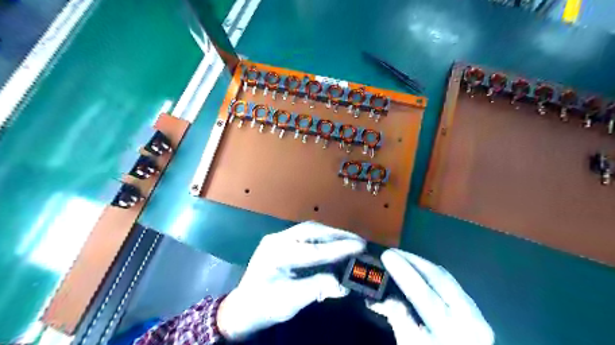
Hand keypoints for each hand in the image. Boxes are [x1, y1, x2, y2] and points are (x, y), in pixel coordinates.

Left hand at [215, 223, 363, 339]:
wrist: (242, 308)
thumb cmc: (264, 306)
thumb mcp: (291, 301)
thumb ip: (318, 288)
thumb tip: (344, 284)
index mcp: (276, 253)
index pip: (314, 249)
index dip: (339, 248)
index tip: (361, 247)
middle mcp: (278, 239)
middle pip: (312, 231)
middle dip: (338, 235)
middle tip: (360, 242)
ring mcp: (279, 238)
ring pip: (311, 230)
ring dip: (332, 235)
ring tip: (352, 242)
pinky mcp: (282, 241)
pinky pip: (307, 235)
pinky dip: (324, 239)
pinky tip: (335, 244)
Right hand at [367, 249, 493, 342]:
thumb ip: (399, 320)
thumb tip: (387, 296)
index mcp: (450, 332)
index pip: (424, 295)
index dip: (404, 272)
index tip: (386, 255)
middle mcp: (469, 320)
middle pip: (439, 279)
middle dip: (413, 260)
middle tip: (391, 251)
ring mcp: (477, 315)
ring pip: (446, 278)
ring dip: (422, 264)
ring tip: (402, 257)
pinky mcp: (477, 312)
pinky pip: (451, 284)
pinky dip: (432, 274)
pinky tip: (420, 271)